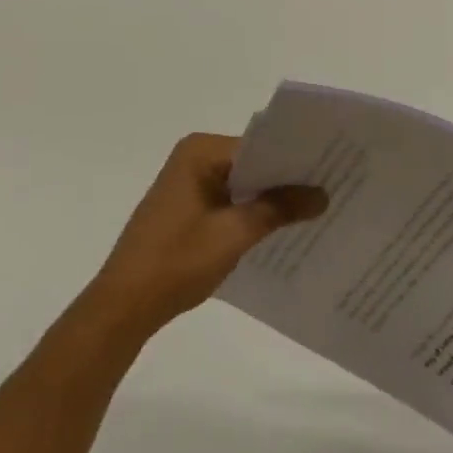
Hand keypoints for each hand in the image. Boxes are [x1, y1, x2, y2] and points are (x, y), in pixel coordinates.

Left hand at [87, 133, 325, 334]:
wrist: (123, 307)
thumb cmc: (176, 262)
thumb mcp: (234, 235)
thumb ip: (278, 209)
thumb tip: (322, 194)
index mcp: (200, 151)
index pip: (258, 145)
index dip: (293, 159)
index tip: (329, 169)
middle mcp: (193, 157)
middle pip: (250, 162)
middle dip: (284, 179)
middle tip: (329, 188)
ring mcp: (187, 182)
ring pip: (241, 182)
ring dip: (268, 198)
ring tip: (313, 209)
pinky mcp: (185, 207)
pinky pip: (228, 199)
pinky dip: (249, 211)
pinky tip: (278, 229)